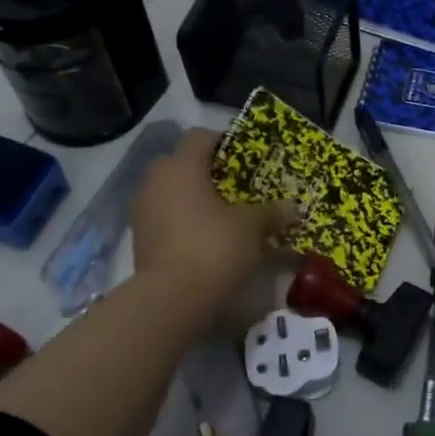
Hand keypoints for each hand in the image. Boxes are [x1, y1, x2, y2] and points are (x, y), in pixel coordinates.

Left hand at [127, 129, 300, 298]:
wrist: (171, 298)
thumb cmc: (213, 246)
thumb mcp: (252, 227)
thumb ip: (272, 212)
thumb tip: (294, 207)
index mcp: (181, 166)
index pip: (201, 137)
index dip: (225, 142)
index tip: (246, 158)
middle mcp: (156, 180)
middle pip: (183, 163)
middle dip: (209, 172)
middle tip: (237, 187)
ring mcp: (143, 210)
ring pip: (173, 191)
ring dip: (196, 198)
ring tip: (225, 215)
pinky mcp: (140, 237)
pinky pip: (166, 216)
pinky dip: (184, 220)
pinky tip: (207, 237)